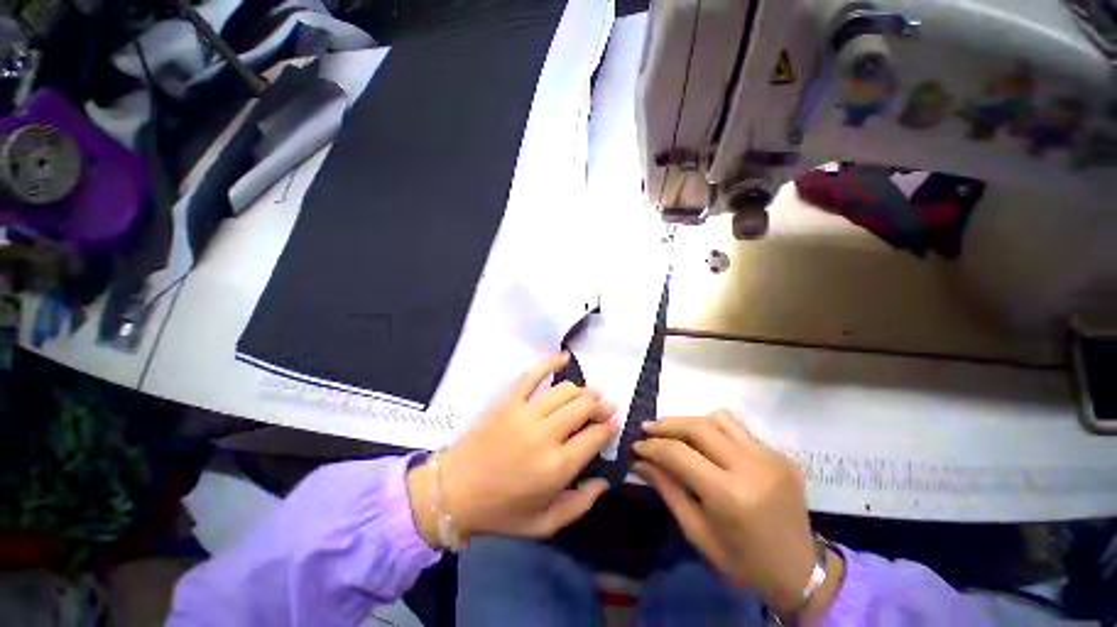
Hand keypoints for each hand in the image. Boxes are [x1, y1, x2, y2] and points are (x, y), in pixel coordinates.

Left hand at [408, 354, 617, 543]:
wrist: (452, 492)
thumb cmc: (500, 512)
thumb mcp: (544, 524)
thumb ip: (580, 504)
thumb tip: (605, 480)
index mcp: (557, 467)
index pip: (595, 435)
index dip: (610, 426)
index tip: (614, 422)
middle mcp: (546, 434)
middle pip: (583, 407)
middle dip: (600, 404)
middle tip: (605, 405)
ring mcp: (525, 413)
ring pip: (564, 391)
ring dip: (582, 390)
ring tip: (587, 394)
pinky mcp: (508, 401)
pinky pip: (532, 375)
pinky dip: (550, 362)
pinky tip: (563, 358)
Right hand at [633, 411, 842, 617]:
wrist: (802, 572)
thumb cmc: (743, 562)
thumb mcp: (697, 533)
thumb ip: (667, 490)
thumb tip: (639, 461)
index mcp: (730, 496)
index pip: (679, 454)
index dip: (652, 446)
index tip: (636, 445)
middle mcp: (752, 468)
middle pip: (699, 426)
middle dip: (667, 424)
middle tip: (648, 429)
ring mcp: (770, 457)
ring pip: (719, 418)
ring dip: (691, 421)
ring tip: (675, 433)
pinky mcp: (780, 454)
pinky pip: (738, 430)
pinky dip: (714, 430)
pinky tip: (705, 445)